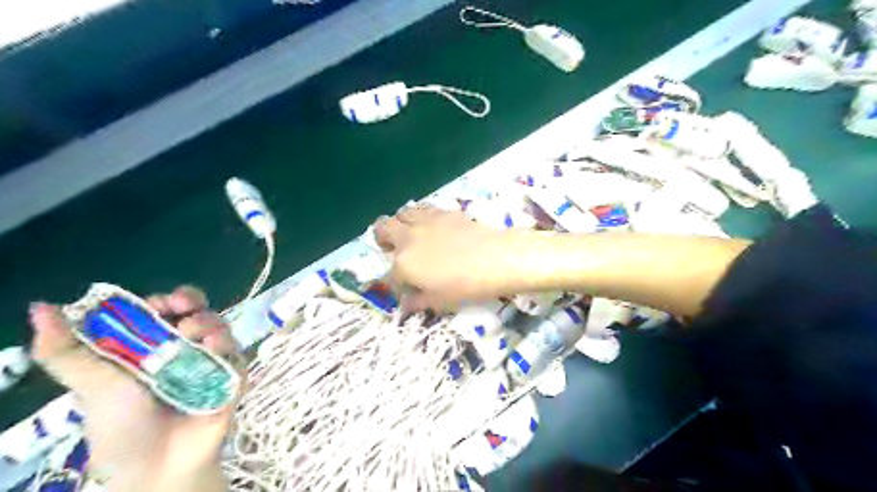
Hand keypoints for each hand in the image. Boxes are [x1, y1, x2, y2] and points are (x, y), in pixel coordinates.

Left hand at [29, 286, 238, 489]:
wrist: (156, 463)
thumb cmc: (120, 424)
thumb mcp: (90, 384)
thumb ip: (66, 350)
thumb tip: (41, 307)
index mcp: (151, 346)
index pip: (162, 311)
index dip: (163, 300)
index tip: (160, 303)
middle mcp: (184, 349)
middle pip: (196, 311)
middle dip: (193, 301)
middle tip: (183, 306)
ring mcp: (210, 361)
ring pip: (219, 326)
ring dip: (210, 322)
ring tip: (195, 334)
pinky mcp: (232, 375)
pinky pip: (236, 353)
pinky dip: (227, 346)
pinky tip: (214, 349)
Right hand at [372, 205, 519, 313]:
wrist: (496, 259)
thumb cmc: (466, 286)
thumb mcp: (439, 301)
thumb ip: (417, 301)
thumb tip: (406, 305)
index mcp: (403, 265)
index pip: (389, 275)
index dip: (395, 284)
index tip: (406, 290)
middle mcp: (407, 239)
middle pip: (382, 229)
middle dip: (382, 239)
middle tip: (393, 249)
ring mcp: (425, 222)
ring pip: (400, 213)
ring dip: (400, 223)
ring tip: (411, 234)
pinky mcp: (443, 212)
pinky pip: (422, 208)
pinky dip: (420, 216)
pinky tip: (432, 226)